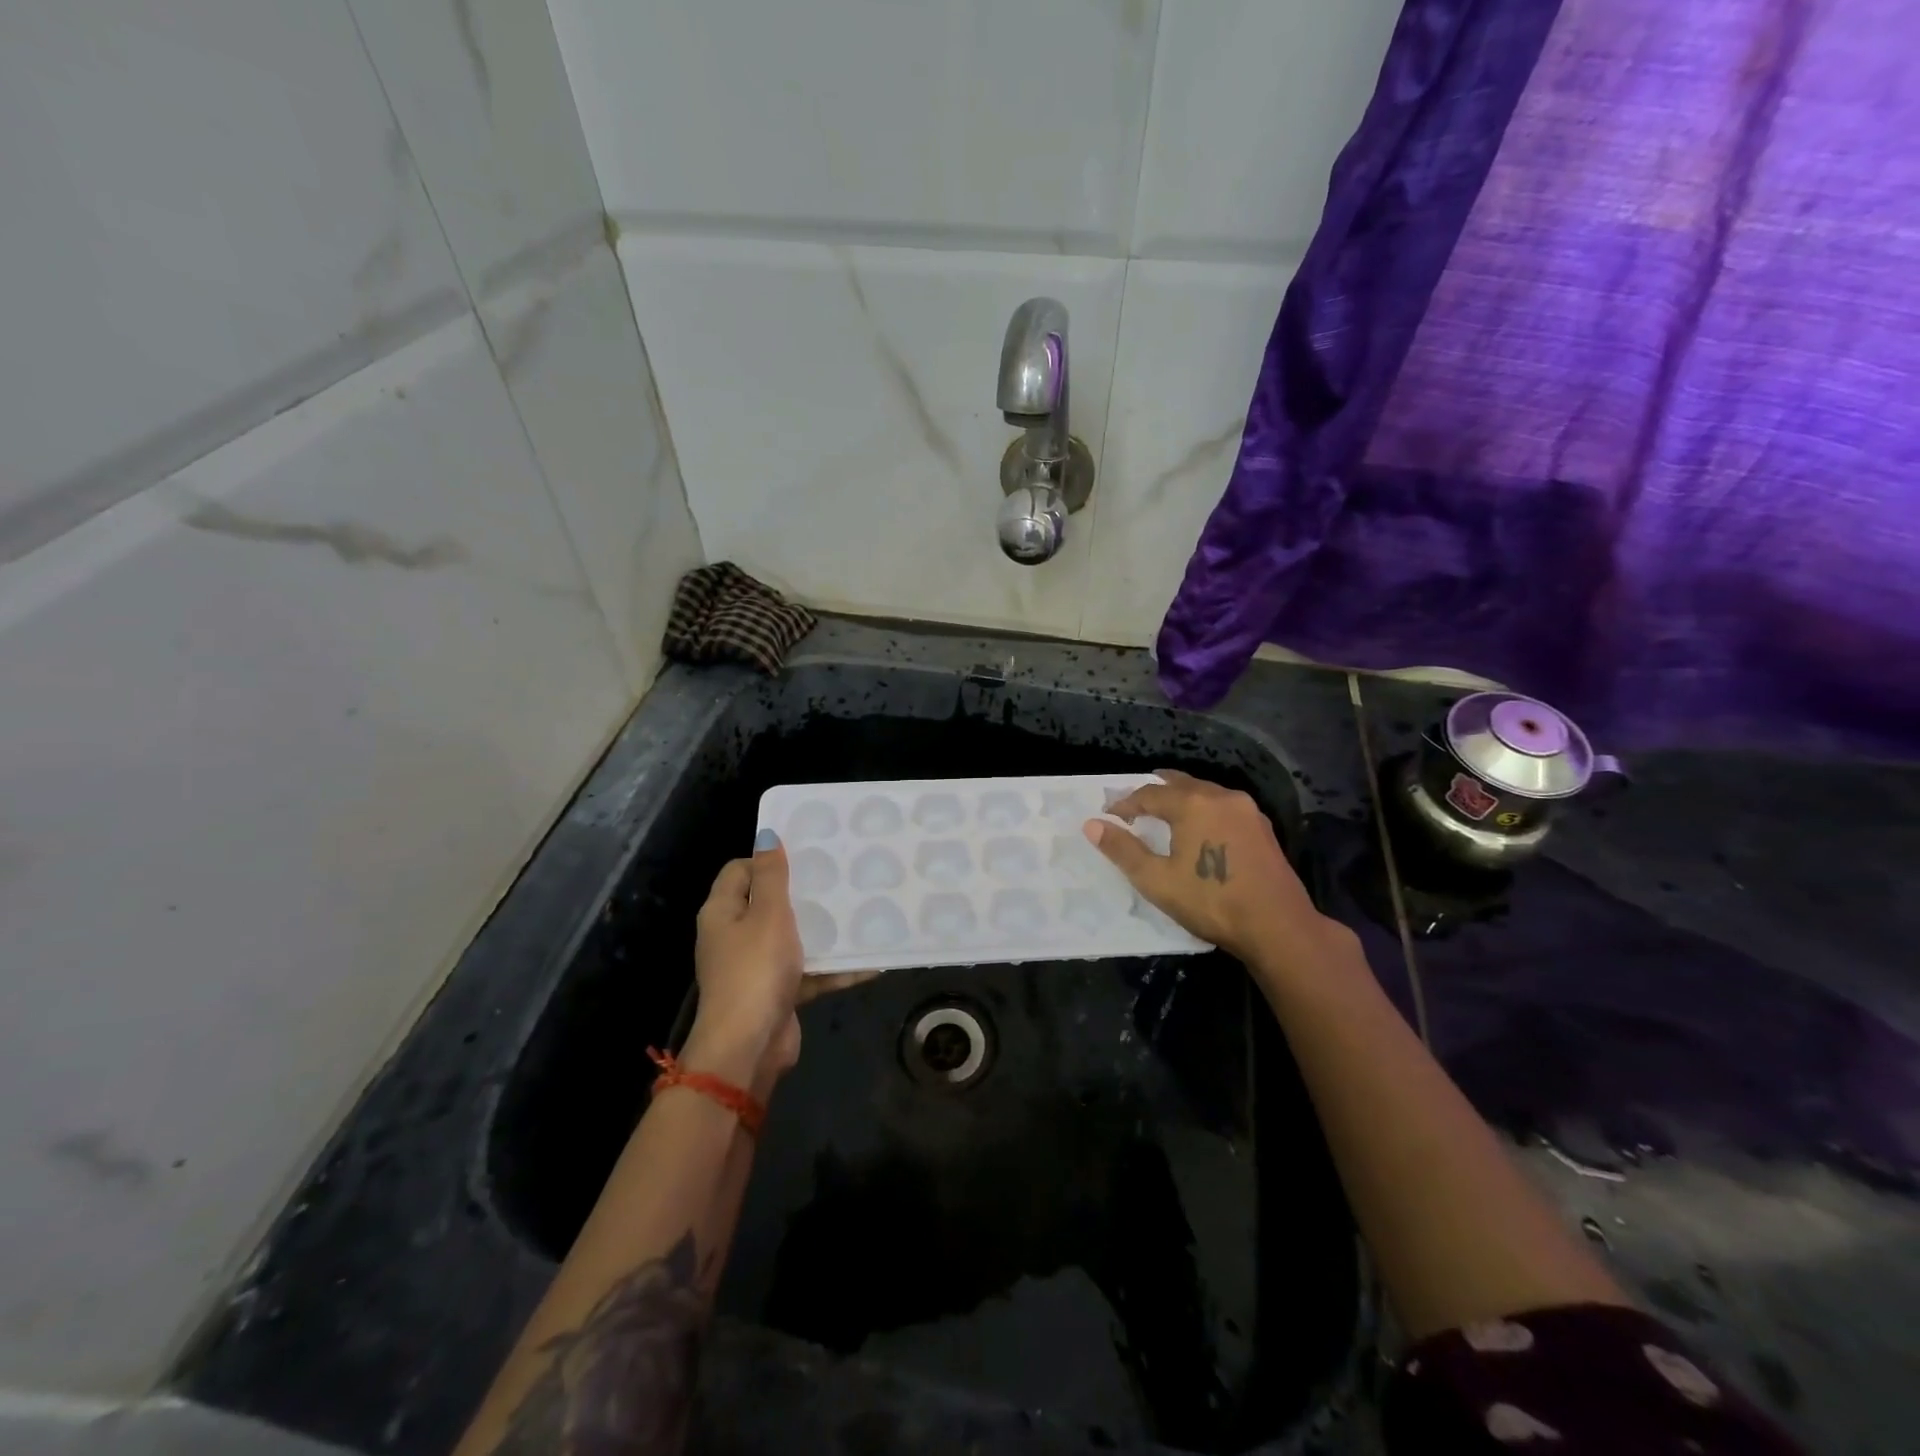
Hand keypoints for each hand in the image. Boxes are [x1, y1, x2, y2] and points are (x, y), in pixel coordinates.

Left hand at [683, 831, 875, 1091]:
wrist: (749, 1047)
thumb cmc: (756, 969)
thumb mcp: (767, 914)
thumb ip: (771, 875)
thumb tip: (767, 835)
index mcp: (723, 912)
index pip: (740, 870)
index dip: (768, 859)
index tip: (806, 855)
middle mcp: (734, 936)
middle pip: (768, 903)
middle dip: (803, 893)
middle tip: (839, 878)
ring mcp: (755, 967)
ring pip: (792, 938)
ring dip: (822, 930)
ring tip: (860, 912)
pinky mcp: (777, 992)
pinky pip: (808, 971)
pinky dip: (833, 968)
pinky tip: (870, 962)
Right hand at [1084, 770, 1338, 974]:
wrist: (1278, 926)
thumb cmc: (1212, 902)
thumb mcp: (1157, 880)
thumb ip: (1123, 850)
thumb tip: (1092, 824)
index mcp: (1192, 804)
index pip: (1148, 794)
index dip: (1125, 803)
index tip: (1108, 816)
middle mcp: (1220, 796)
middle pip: (1179, 783)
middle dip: (1153, 792)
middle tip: (1134, 805)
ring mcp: (1246, 810)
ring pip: (1204, 791)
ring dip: (1181, 798)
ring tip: (1164, 814)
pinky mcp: (1262, 827)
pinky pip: (1223, 805)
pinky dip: (1204, 808)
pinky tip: (1201, 828)